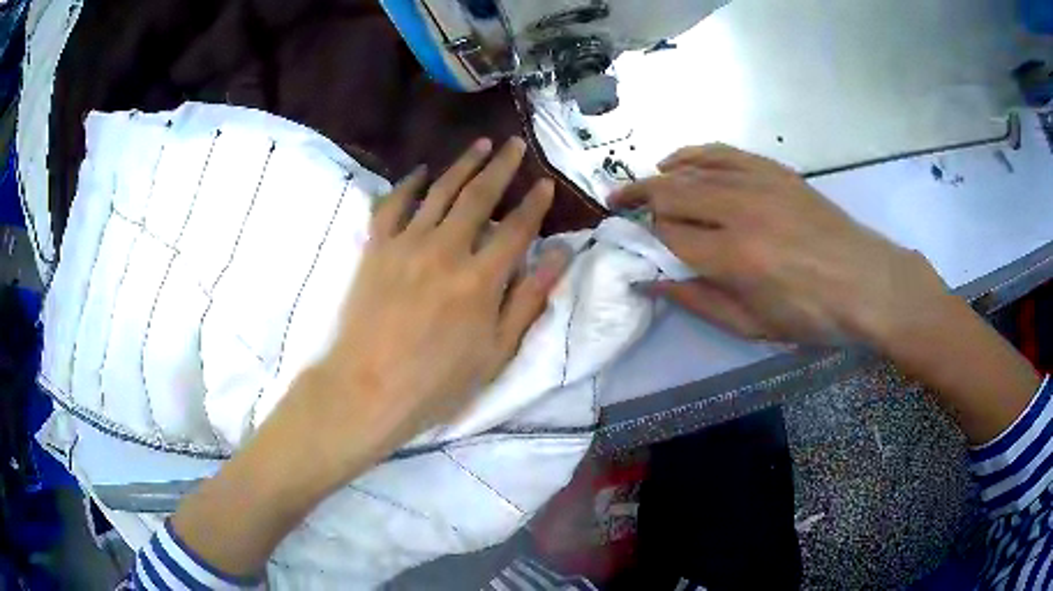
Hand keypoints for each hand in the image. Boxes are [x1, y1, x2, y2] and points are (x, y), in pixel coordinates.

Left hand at [172, 138, 569, 576]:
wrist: (367, 389)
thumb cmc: (436, 382)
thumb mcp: (495, 353)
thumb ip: (528, 300)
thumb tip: (560, 256)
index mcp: (481, 279)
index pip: (517, 228)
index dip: (534, 203)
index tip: (545, 182)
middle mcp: (446, 250)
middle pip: (479, 197)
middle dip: (502, 166)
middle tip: (515, 144)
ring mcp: (406, 245)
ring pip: (439, 192)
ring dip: (462, 164)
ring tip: (479, 144)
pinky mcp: (376, 248)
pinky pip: (392, 205)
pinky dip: (407, 184)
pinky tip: (420, 173)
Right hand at [611, 144, 1038, 446]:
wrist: (868, 283)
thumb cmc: (814, 317)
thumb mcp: (754, 327)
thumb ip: (700, 301)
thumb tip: (654, 281)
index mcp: (734, 258)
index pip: (669, 236)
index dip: (646, 239)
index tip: (634, 246)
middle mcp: (739, 211)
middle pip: (671, 194)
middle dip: (637, 200)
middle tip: (616, 209)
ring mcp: (758, 184)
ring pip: (691, 169)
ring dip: (657, 177)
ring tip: (638, 188)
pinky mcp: (774, 171)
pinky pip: (722, 153)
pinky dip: (692, 154)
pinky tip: (676, 160)